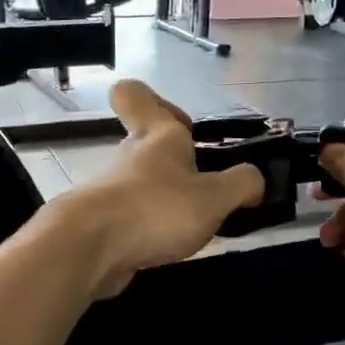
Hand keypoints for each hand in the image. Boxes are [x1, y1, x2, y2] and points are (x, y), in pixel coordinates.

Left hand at [59, 81, 263, 298]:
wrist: (89, 250)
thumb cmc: (155, 208)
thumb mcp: (214, 196)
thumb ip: (242, 184)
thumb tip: (255, 181)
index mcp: (156, 135)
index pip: (134, 94)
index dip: (156, 101)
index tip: (185, 126)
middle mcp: (130, 156)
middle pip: (147, 144)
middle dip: (178, 163)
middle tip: (208, 188)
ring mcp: (112, 190)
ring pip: (142, 183)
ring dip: (167, 199)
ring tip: (197, 226)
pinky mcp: (102, 224)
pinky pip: (133, 217)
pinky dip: (152, 229)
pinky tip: (170, 248)